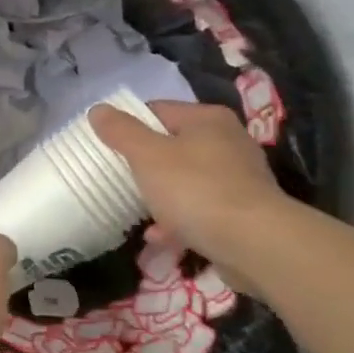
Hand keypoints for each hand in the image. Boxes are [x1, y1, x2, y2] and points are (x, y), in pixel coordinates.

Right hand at [89, 100, 295, 290]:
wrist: (254, 243)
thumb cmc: (195, 189)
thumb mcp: (147, 155)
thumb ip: (121, 131)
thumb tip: (98, 109)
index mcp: (207, 119)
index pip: (158, 110)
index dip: (129, 126)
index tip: (108, 148)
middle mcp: (228, 141)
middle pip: (173, 146)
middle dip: (145, 165)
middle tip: (121, 180)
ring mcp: (240, 177)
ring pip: (187, 180)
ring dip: (161, 196)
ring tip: (138, 212)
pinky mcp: (244, 211)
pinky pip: (202, 209)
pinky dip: (180, 220)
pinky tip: (160, 237)